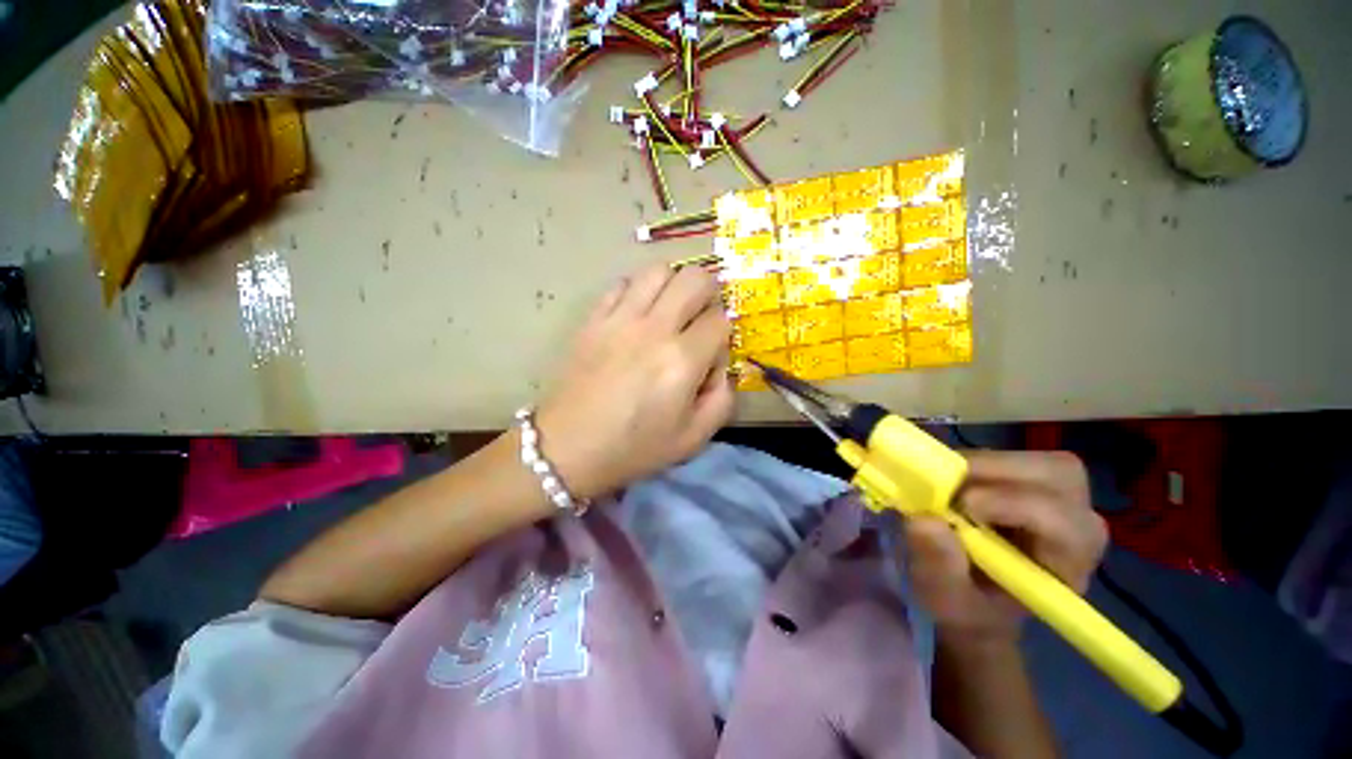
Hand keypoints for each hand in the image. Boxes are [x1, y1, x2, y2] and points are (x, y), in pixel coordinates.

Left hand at [535, 263, 733, 500]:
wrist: (568, 448)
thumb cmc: (634, 448)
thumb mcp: (693, 438)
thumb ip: (722, 398)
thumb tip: (720, 365)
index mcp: (682, 360)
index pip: (720, 320)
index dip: (724, 332)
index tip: (713, 351)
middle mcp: (654, 329)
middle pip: (694, 279)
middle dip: (709, 293)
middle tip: (701, 316)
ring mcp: (619, 319)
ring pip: (658, 271)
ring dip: (674, 284)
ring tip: (671, 309)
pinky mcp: (594, 319)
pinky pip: (621, 283)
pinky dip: (638, 290)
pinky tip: (638, 313)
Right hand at [904, 451, 1107, 644]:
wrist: (977, 600)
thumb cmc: (967, 606)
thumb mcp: (945, 598)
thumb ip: (939, 566)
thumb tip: (924, 520)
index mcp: (1066, 565)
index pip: (1060, 520)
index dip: (1011, 503)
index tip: (960, 506)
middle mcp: (1076, 527)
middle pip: (1056, 476)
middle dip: (996, 472)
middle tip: (947, 484)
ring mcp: (1060, 502)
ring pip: (1037, 461)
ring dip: (985, 465)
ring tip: (948, 486)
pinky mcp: (1036, 485)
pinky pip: (1013, 458)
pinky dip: (976, 463)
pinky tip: (954, 484)